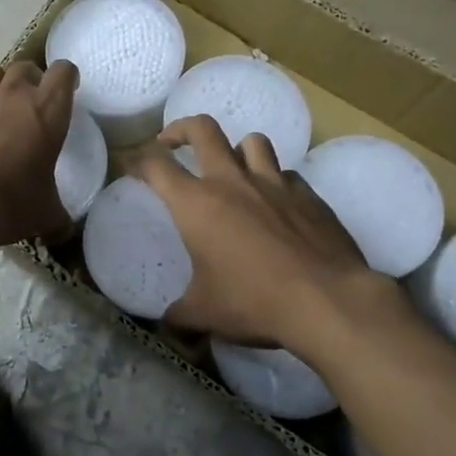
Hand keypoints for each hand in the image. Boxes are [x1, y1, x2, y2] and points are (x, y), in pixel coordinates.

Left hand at [0, 60, 78, 248]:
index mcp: (47, 110)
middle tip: (30, 101)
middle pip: (24, 66)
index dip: (66, 77)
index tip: (67, 86)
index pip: (63, 72)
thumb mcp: (45, 213)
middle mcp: (12, 96)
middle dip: (30, 78)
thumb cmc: (11, 202)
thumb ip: (57, 215)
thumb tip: (63, 229)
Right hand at [120, 116, 401, 348]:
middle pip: (203, 130)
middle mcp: (232, 182)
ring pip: (252, 141)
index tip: (128, 162)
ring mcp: (274, 183)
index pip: (155, 165)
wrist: (327, 301)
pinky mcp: (308, 195)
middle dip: (181, 129)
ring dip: (236, 149)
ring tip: (232, 169)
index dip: (136, 159)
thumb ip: (179, 316)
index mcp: (196, 204)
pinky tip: (276, 204)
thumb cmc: (254, 302)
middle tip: (172, 143)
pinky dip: (275, 180)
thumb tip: (168, 326)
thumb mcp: (204, 314)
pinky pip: (286, 174)